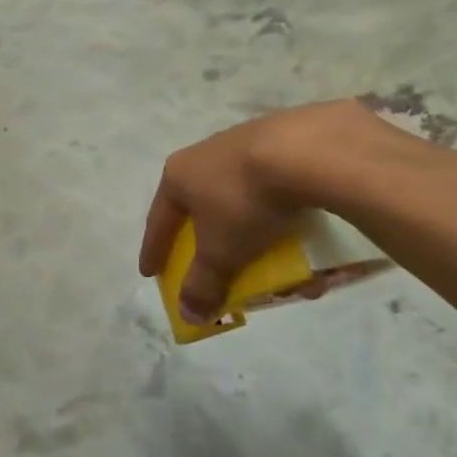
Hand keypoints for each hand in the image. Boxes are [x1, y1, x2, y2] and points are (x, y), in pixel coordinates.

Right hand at [139, 102, 362, 323]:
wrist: (306, 150)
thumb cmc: (245, 202)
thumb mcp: (220, 252)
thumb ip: (202, 285)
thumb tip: (188, 315)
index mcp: (178, 175)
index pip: (158, 221)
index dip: (154, 251)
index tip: (150, 273)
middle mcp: (205, 154)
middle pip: (200, 208)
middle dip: (208, 242)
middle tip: (210, 264)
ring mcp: (244, 143)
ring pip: (241, 198)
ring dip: (251, 230)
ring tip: (267, 254)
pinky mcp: (283, 140)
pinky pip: (275, 188)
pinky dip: (281, 213)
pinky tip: (299, 228)